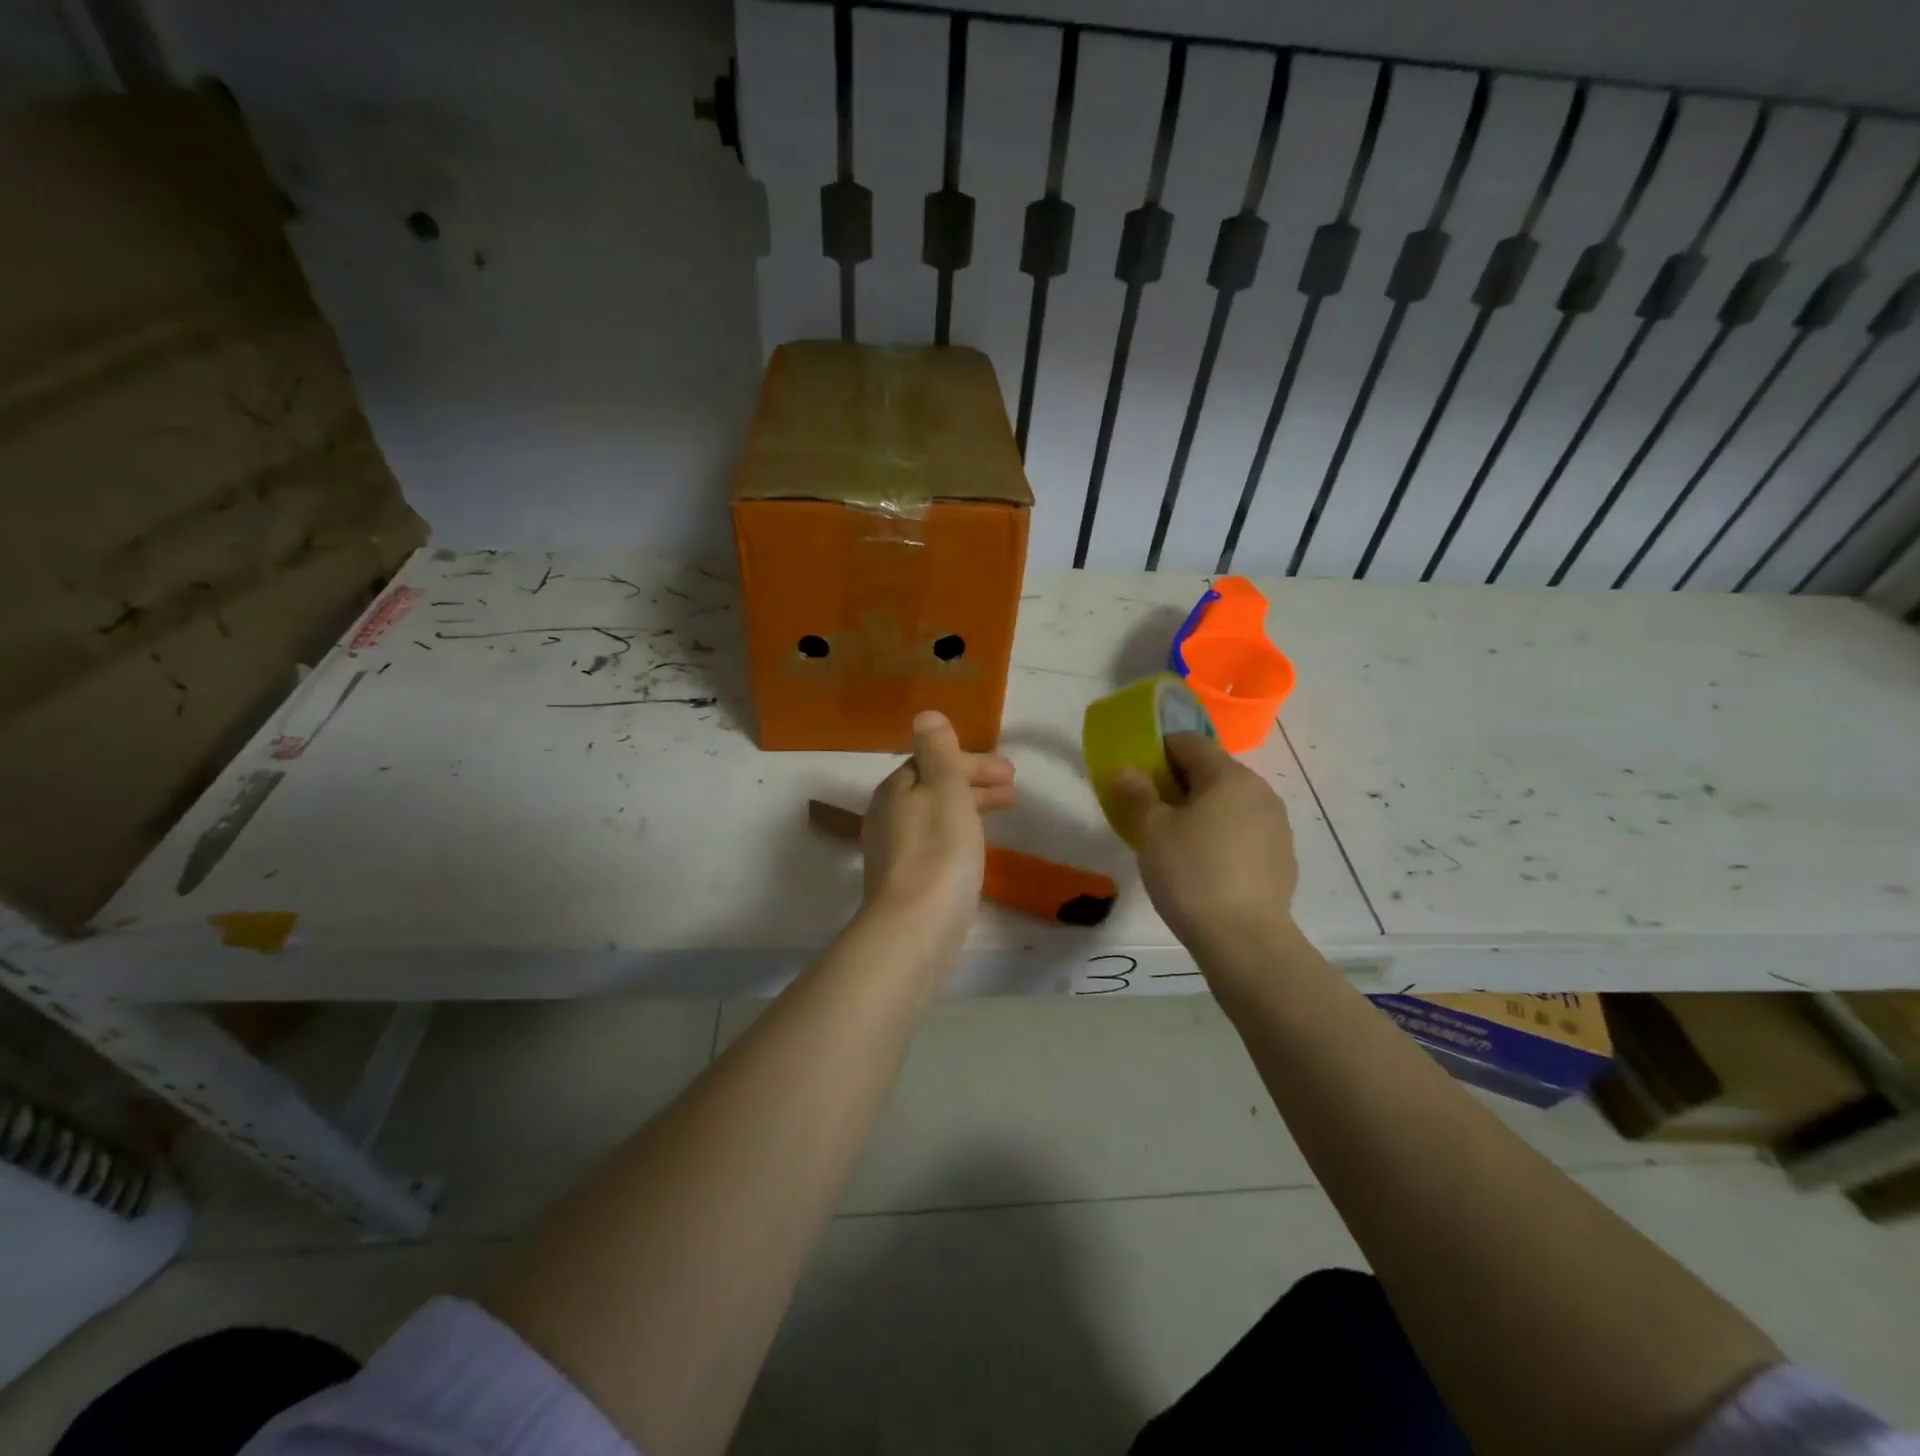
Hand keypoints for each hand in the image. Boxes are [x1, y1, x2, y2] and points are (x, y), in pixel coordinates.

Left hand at [860, 710, 1016, 958]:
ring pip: (936, 816)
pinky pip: (936, 842)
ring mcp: (893, 851)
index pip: (934, 762)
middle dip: (974, 784)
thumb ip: (938, 751)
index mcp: (896, 789)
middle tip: (1014, 792)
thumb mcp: (945, 789)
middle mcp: (888, 815)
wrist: (915, 926)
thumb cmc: (938, 850)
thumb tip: (925, 715)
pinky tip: (976, 849)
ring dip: (970, 808)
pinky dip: (959, 834)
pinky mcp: (905, 881)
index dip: (973, 763)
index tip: (1010, 773)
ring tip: (1005, 816)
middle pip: (934, 788)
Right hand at [1110, 733, 1297, 951]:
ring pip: (1229, 803)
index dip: (1157, 752)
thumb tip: (1127, 770)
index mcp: (1229, 776)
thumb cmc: (1192, 875)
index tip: (1137, 779)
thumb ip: (1137, 793)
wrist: (1245, 940)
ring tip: (1176, 844)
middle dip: (1178, 784)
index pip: (1189, 742)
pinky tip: (1205, 868)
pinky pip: (1244, 831)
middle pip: (1211, 771)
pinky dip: (1222, 837)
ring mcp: (1276, 825)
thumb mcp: (1152, 831)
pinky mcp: (1282, 856)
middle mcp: (1259, 791)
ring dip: (1201, 811)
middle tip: (1150, 814)